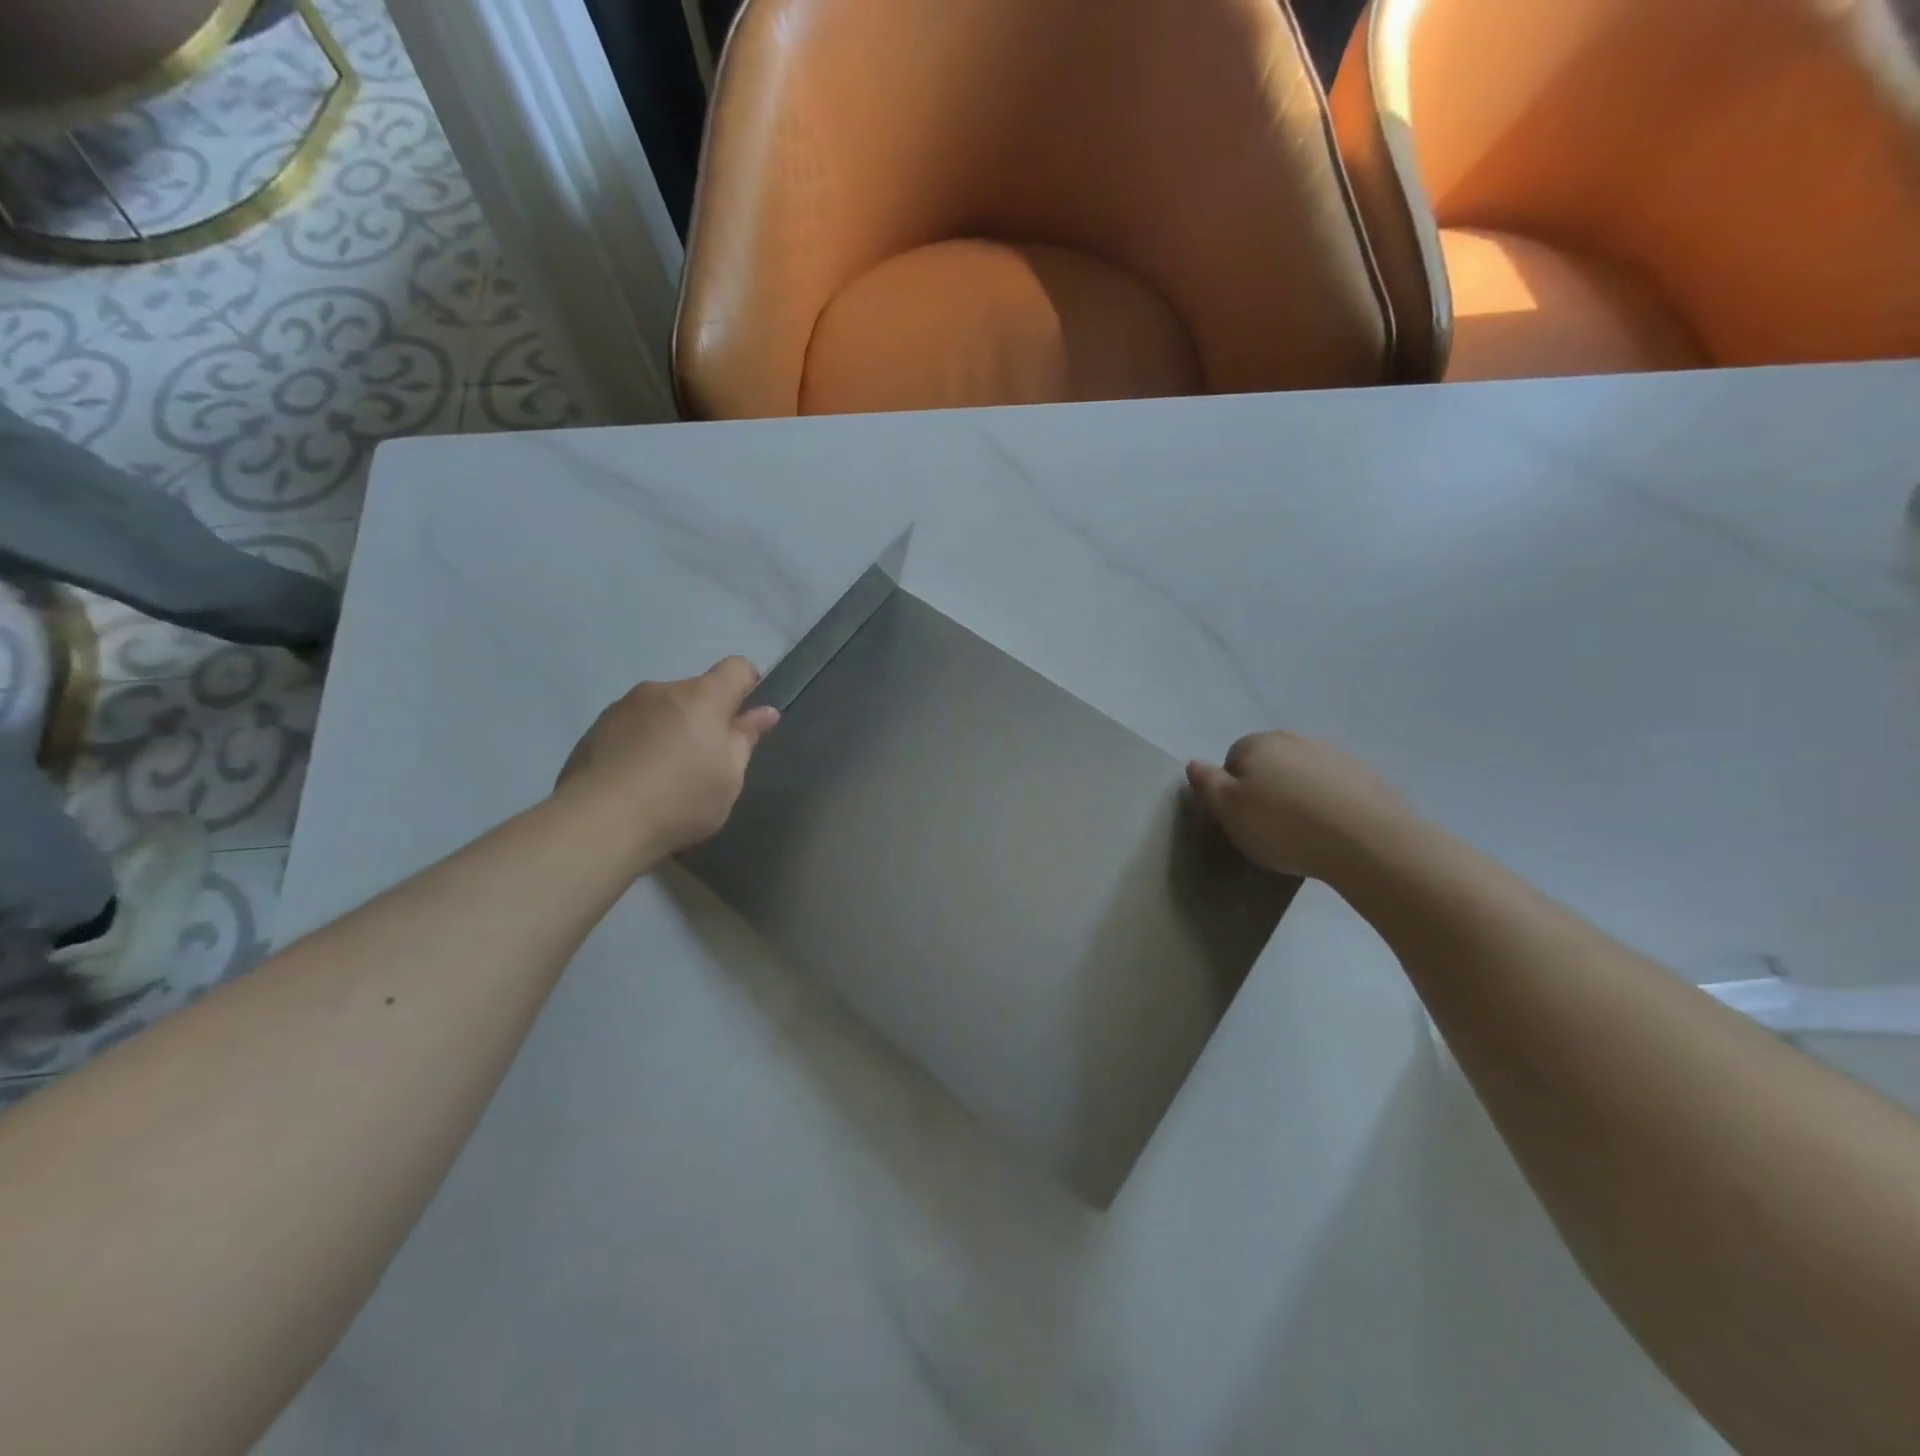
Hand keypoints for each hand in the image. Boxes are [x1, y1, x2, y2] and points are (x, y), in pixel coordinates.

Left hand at [556, 657, 779, 858]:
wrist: (599, 823)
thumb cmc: (680, 799)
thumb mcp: (729, 777)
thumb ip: (745, 739)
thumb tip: (764, 712)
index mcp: (701, 696)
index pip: (736, 668)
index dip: (749, 685)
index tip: (747, 718)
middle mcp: (661, 690)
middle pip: (696, 692)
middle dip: (706, 717)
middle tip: (706, 761)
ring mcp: (623, 707)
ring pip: (661, 709)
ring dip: (671, 729)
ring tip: (665, 776)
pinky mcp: (594, 730)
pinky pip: (632, 727)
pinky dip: (641, 744)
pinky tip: (636, 781)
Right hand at [1186, 732, 1409, 881]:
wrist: (1368, 840)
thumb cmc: (1284, 826)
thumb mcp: (1229, 812)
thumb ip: (1207, 784)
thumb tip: (1193, 763)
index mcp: (1258, 744)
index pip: (1232, 759)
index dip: (1233, 791)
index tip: (1242, 819)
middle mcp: (1295, 739)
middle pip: (1269, 763)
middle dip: (1266, 789)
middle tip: (1269, 828)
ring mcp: (1334, 754)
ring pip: (1303, 774)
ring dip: (1299, 795)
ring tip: (1304, 833)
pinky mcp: (1367, 775)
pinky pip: (1335, 788)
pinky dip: (1330, 803)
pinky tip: (1333, 832)